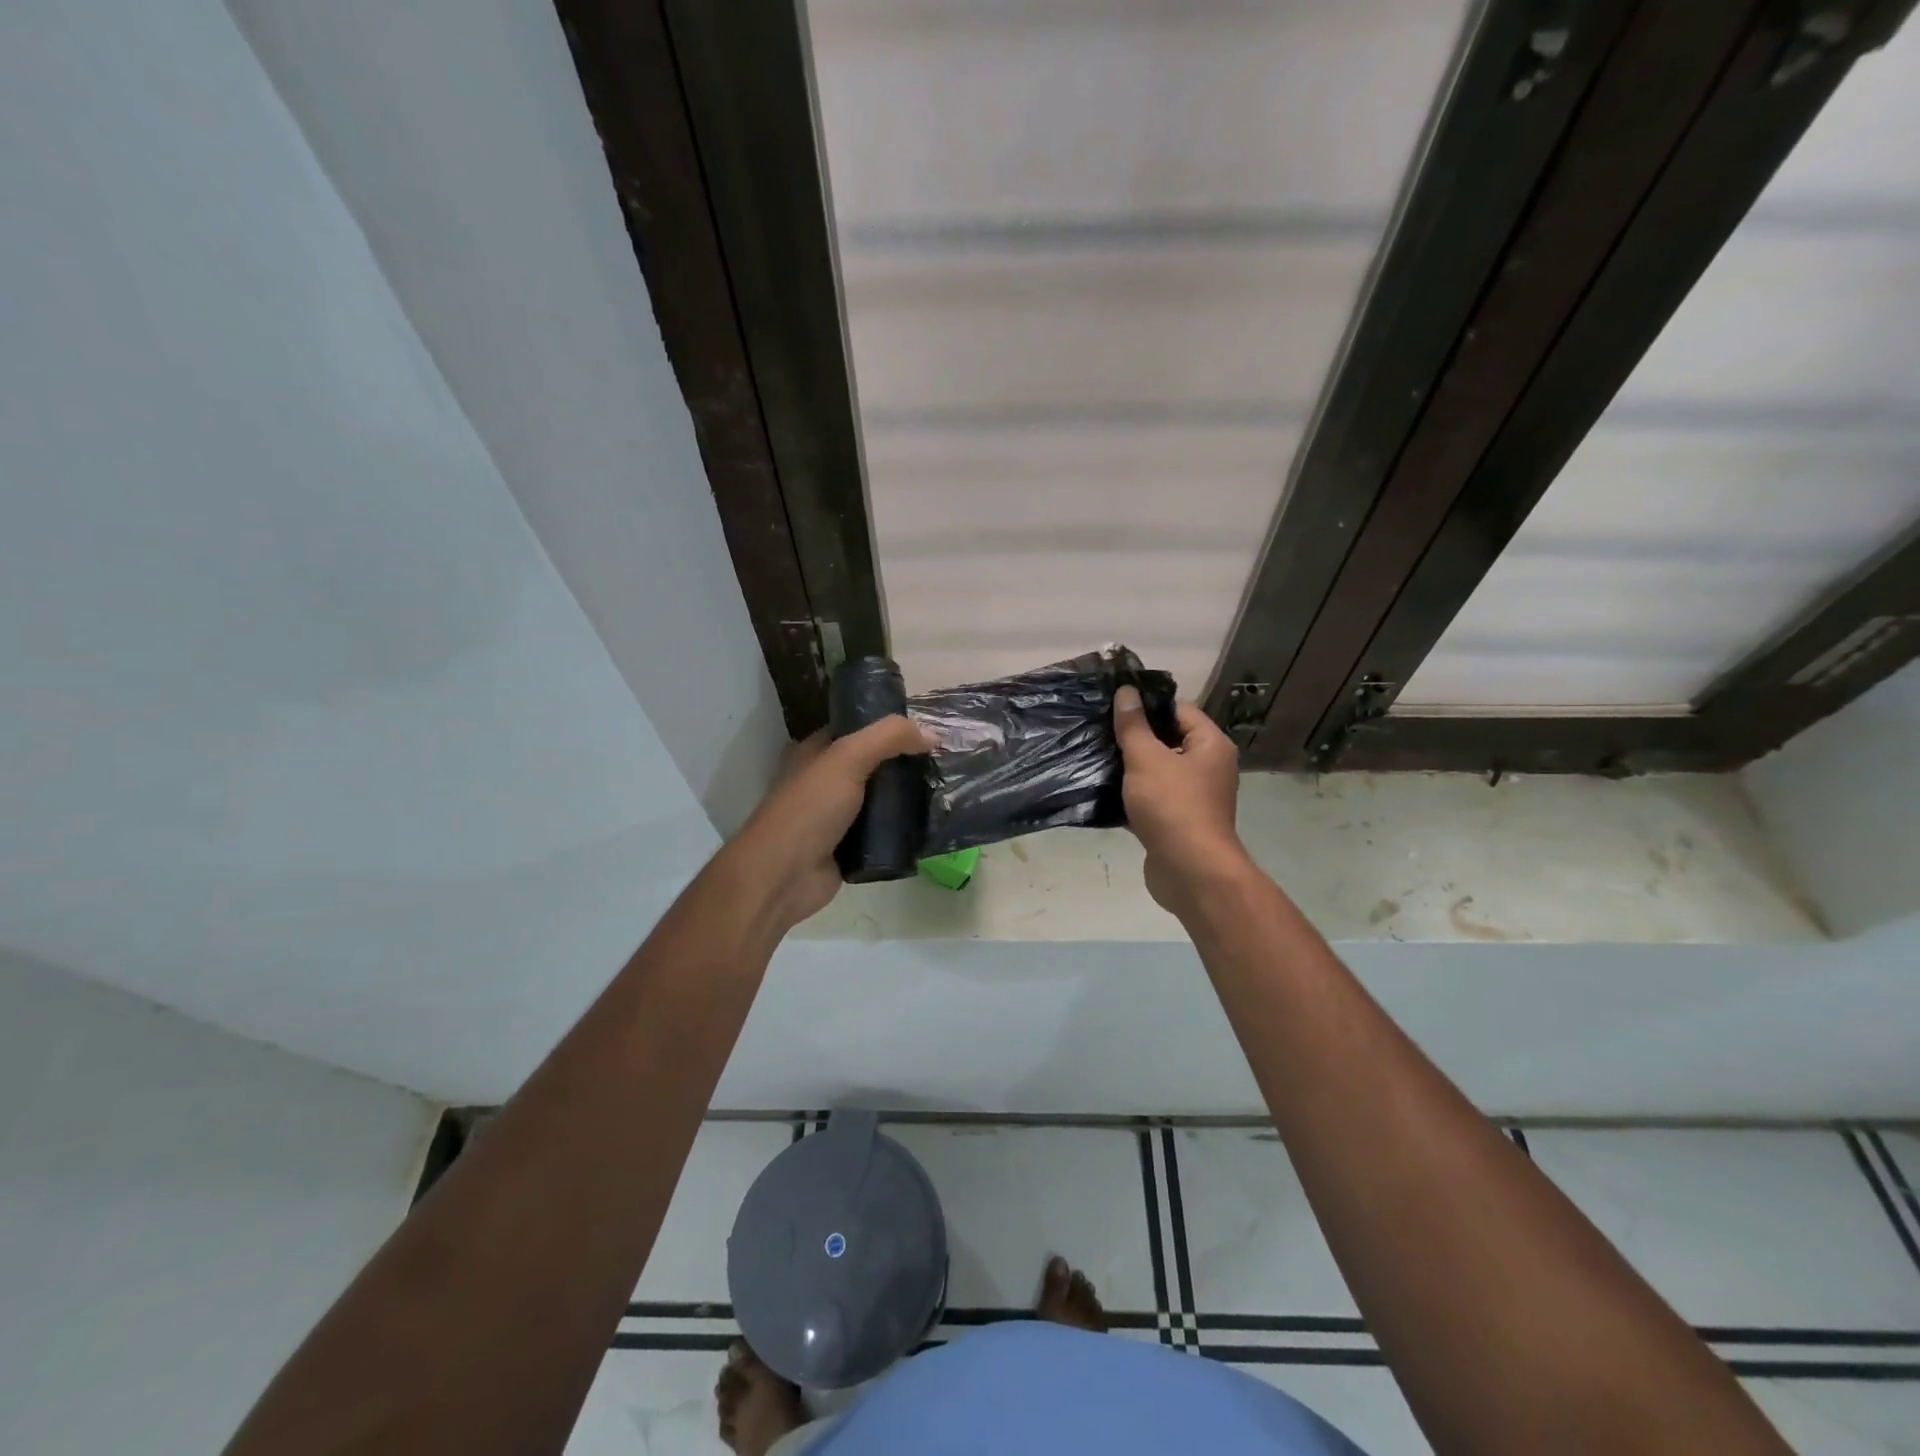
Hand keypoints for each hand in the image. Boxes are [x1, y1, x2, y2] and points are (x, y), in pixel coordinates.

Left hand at [726, 715, 930, 932]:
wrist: (783, 876)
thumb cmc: (809, 808)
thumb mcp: (847, 758)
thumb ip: (889, 738)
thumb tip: (933, 734)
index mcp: (816, 752)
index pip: (859, 728)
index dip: (891, 725)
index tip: (930, 727)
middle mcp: (826, 780)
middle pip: (875, 764)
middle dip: (906, 761)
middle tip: (945, 759)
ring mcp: (838, 816)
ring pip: (882, 799)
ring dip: (909, 796)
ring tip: (946, 788)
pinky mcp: (850, 847)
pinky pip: (884, 832)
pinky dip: (904, 829)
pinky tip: (932, 822)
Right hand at [1112, 686, 1249, 915]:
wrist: (1190, 871)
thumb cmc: (1173, 806)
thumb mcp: (1147, 759)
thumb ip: (1133, 726)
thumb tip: (1126, 691)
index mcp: (1210, 745)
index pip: (1179, 710)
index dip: (1148, 705)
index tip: (1114, 705)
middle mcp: (1208, 768)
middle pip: (1168, 741)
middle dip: (1135, 737)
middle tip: (1099, 729)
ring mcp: (1194, 797)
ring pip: (1157, 772)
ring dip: (1131, 768)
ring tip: (1096, 756)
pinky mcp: (1177, 822)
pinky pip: (1152, 799)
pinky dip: (1131, 796)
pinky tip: (1102, 792)